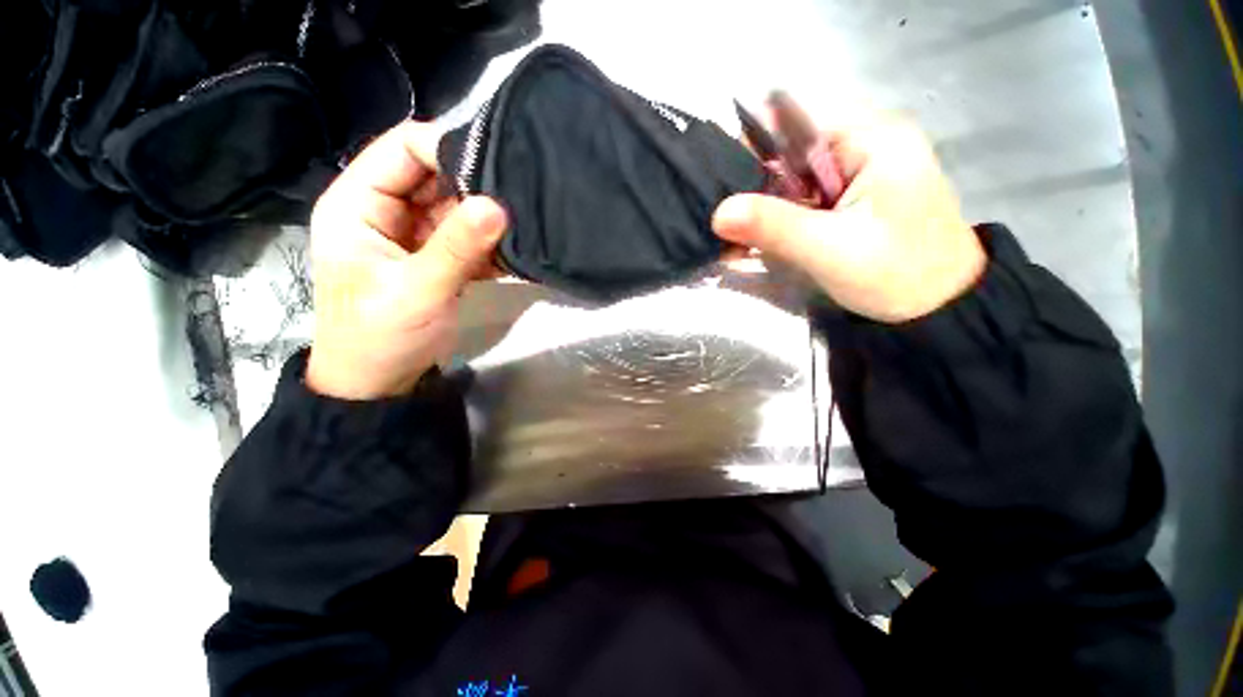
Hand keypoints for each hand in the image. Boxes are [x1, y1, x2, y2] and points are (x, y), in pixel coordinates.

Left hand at [306, 121, 507, 399]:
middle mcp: (385, 210)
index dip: (446, 149)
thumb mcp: (417, 291)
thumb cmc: (381, 337)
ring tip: (525, 220)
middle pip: (434, 176)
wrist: (380, 382)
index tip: (495, 165)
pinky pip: (467, 236)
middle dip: (475, 184)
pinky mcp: (436, 256)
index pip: (402, 150)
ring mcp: (414, 234)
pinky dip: (490, 242)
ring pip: (456, 207)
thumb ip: (456, 248)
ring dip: (488, 216)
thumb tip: (497, 205)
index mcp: (358, 204)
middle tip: (520, 194)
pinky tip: (514, 248)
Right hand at [713, 117, 984, 322]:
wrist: (940, 308)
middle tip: (725, 224)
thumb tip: (719, 212)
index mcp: (872, 138)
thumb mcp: (829, 250)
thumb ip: (773, 227)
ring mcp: (858, 171)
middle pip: (790, 151)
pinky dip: (778, 219)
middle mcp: (865, 143)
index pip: (794, 122)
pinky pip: (803, 198)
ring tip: (736, 240)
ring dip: (762, 209)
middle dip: (753, 187)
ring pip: (792, 178)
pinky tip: (758, 242)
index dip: (751, 149)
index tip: (723, 189)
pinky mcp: (851, 196)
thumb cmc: (897, 275)